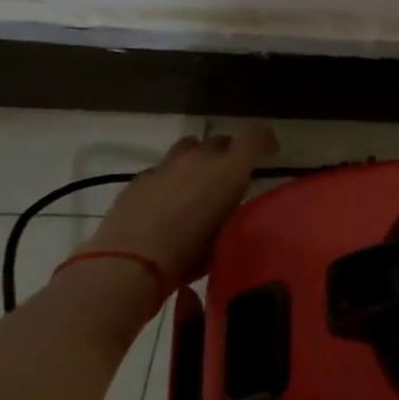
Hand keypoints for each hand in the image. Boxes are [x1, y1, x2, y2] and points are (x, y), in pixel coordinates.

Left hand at [79, 124, 277, 286]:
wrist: (128, 263)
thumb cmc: (189, 254)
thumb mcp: (228, 234)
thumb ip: (234, 210)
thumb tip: (233, 206)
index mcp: (230, 170)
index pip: (255, 135)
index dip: (264, 140)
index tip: (270, 152)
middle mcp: (200, 158)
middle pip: (220, 140)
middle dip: (229, 153)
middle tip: (230, 176)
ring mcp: (165, 166)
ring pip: (188, 147)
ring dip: (197, 159)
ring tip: (196, 183)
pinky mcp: (138, 180)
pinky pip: (161, 169)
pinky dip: (169, 178)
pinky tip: (165, 203)